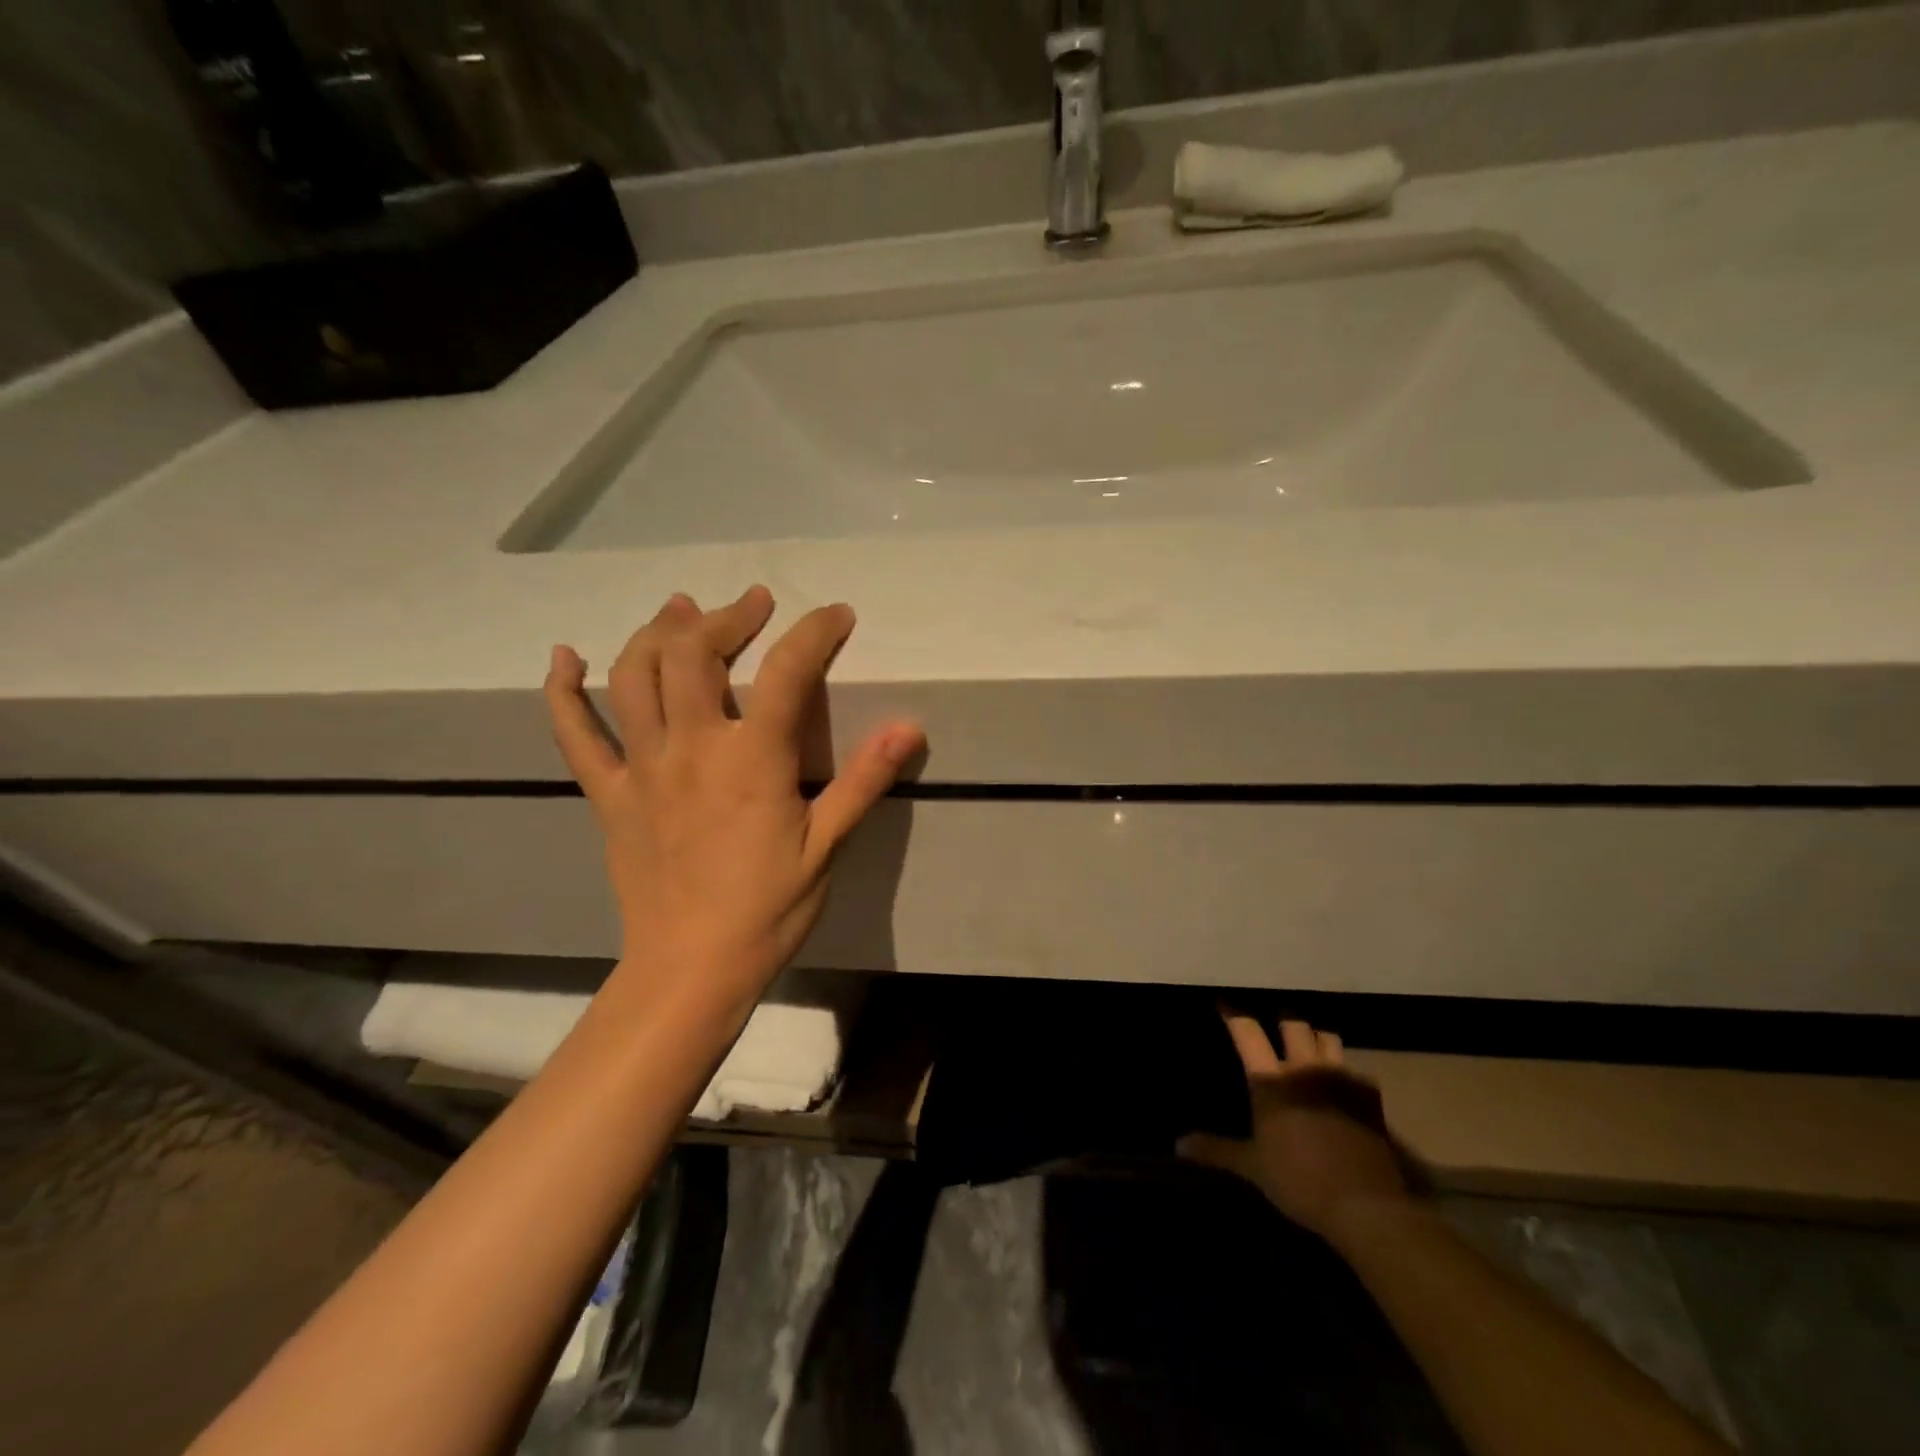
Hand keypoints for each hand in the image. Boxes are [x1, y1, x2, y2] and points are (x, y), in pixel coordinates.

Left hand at [543, 586, 924, 1011]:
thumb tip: (909, 726)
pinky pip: (575, 735)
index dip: (815, 632)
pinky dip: (563, 692)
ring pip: (633, 675)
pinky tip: (562, 659)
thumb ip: (864, 780)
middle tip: (753, 604)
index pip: (787, 671)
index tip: (836, 615)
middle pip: (695, 653)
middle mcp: (691, 747)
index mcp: (752, 759)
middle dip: (728, 617)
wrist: (691, 968)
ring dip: (657, 632)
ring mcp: (641, 767)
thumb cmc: (768, 910)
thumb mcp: (827, 845)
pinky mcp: (609, 794)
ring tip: (680, 609)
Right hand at [1180, 1015, 1411, 1242]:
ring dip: (1316, 1038)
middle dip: (1283, 1021)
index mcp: (1272, 1080)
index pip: (1247, 1031)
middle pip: (1293, 1024)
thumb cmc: (1299, 1180)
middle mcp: (1305, 1068)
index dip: (1233, 1014)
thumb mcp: (1252, 1167)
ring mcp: (1341, 1079)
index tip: (1224, 1005)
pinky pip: (1356, 1071)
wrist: (1365, 1206)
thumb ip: (1216, 1150)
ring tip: (1309, 1047)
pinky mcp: (1370, 1098)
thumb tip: (1178, 1144)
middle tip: (1275, 1026)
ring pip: (1327, 1038)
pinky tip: (1342, 1087)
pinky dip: (1346, 1072)